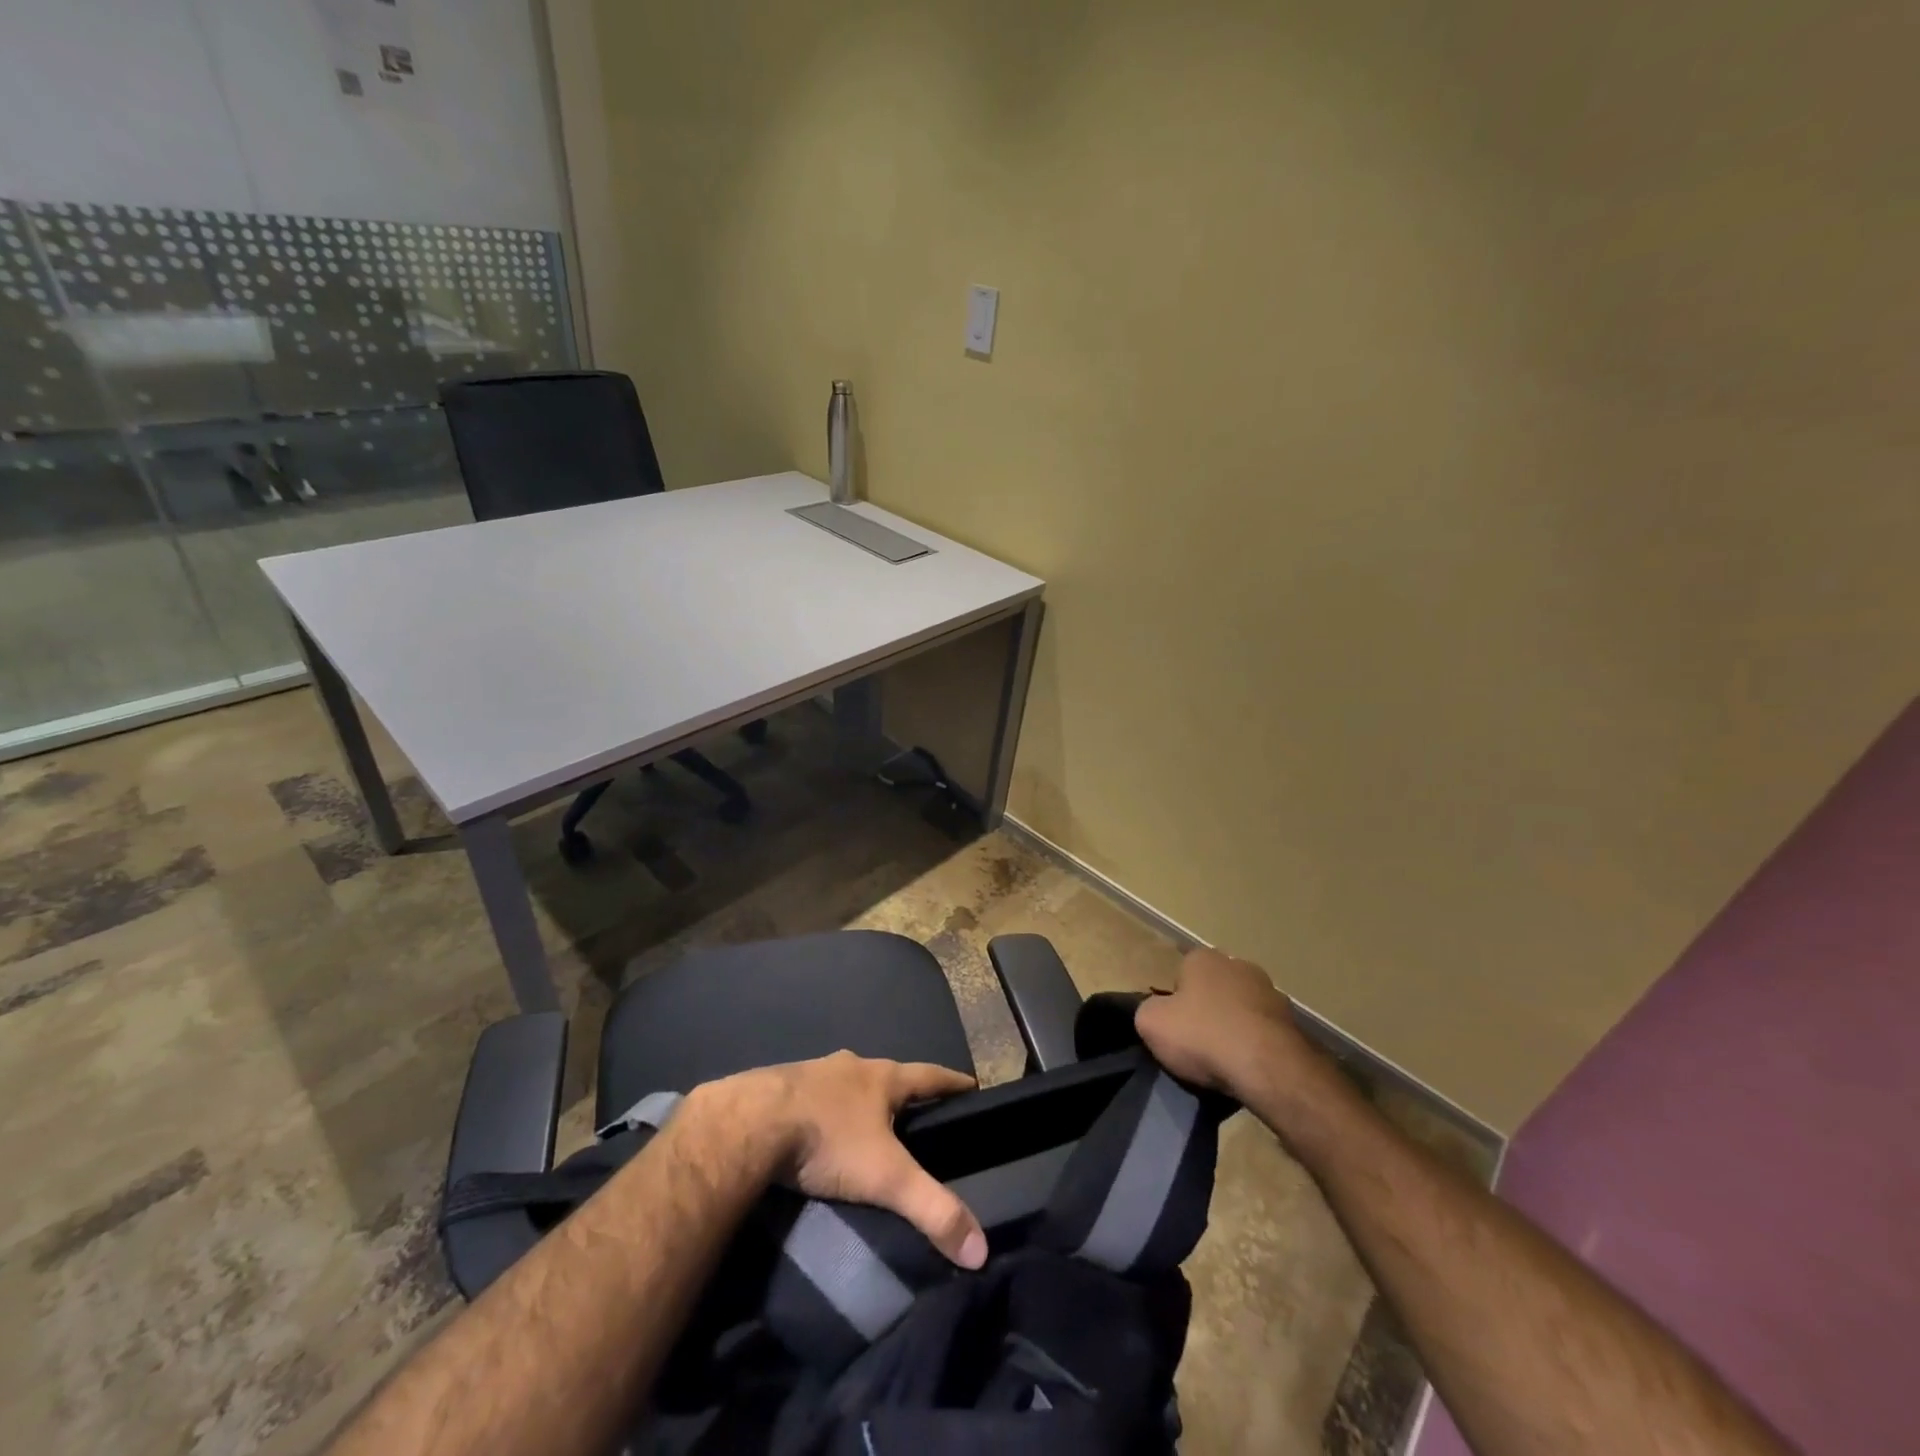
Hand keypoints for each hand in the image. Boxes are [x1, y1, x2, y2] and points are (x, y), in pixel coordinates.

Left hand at [706, 1052, 987, 1268]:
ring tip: (863, 1124)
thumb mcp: (886, 1178)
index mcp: (882, 1078)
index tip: (971, 1084)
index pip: (930, 1074)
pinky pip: (810, 1095)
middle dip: (901, 1092)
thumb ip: (932, 1209)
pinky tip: (815, 1128)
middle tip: (913, 1114)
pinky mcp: (779, 1086)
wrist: (750, 1123)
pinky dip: (821, 1109)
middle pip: (886, 1075)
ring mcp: (812, 1072)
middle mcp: (851, 1066)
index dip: (952, 1082)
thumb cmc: (828, 1141)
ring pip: (846, 1083)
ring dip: (858, 1099)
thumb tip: (980, 1249)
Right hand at [1135, 946, 1316, 1097]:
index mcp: (1203, 957)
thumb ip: (1147, 1009)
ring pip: (1242, 1008)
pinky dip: (1256, 1044)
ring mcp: (1271, 992)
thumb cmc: (1203, 1036)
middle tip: (1198, 1041)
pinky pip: (1264, 1031)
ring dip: (1234, 1025)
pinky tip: (1248, 1067)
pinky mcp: (1293, 1022)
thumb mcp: (1150, 1022)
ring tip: (1226, 1060)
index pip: (1181, 973)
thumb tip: (1158, 1011)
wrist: (1268, 1068)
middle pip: (1214, 987)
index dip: (1175, 1000)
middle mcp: (1239, 964)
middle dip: (1207, 1008)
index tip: (1175, 1026)